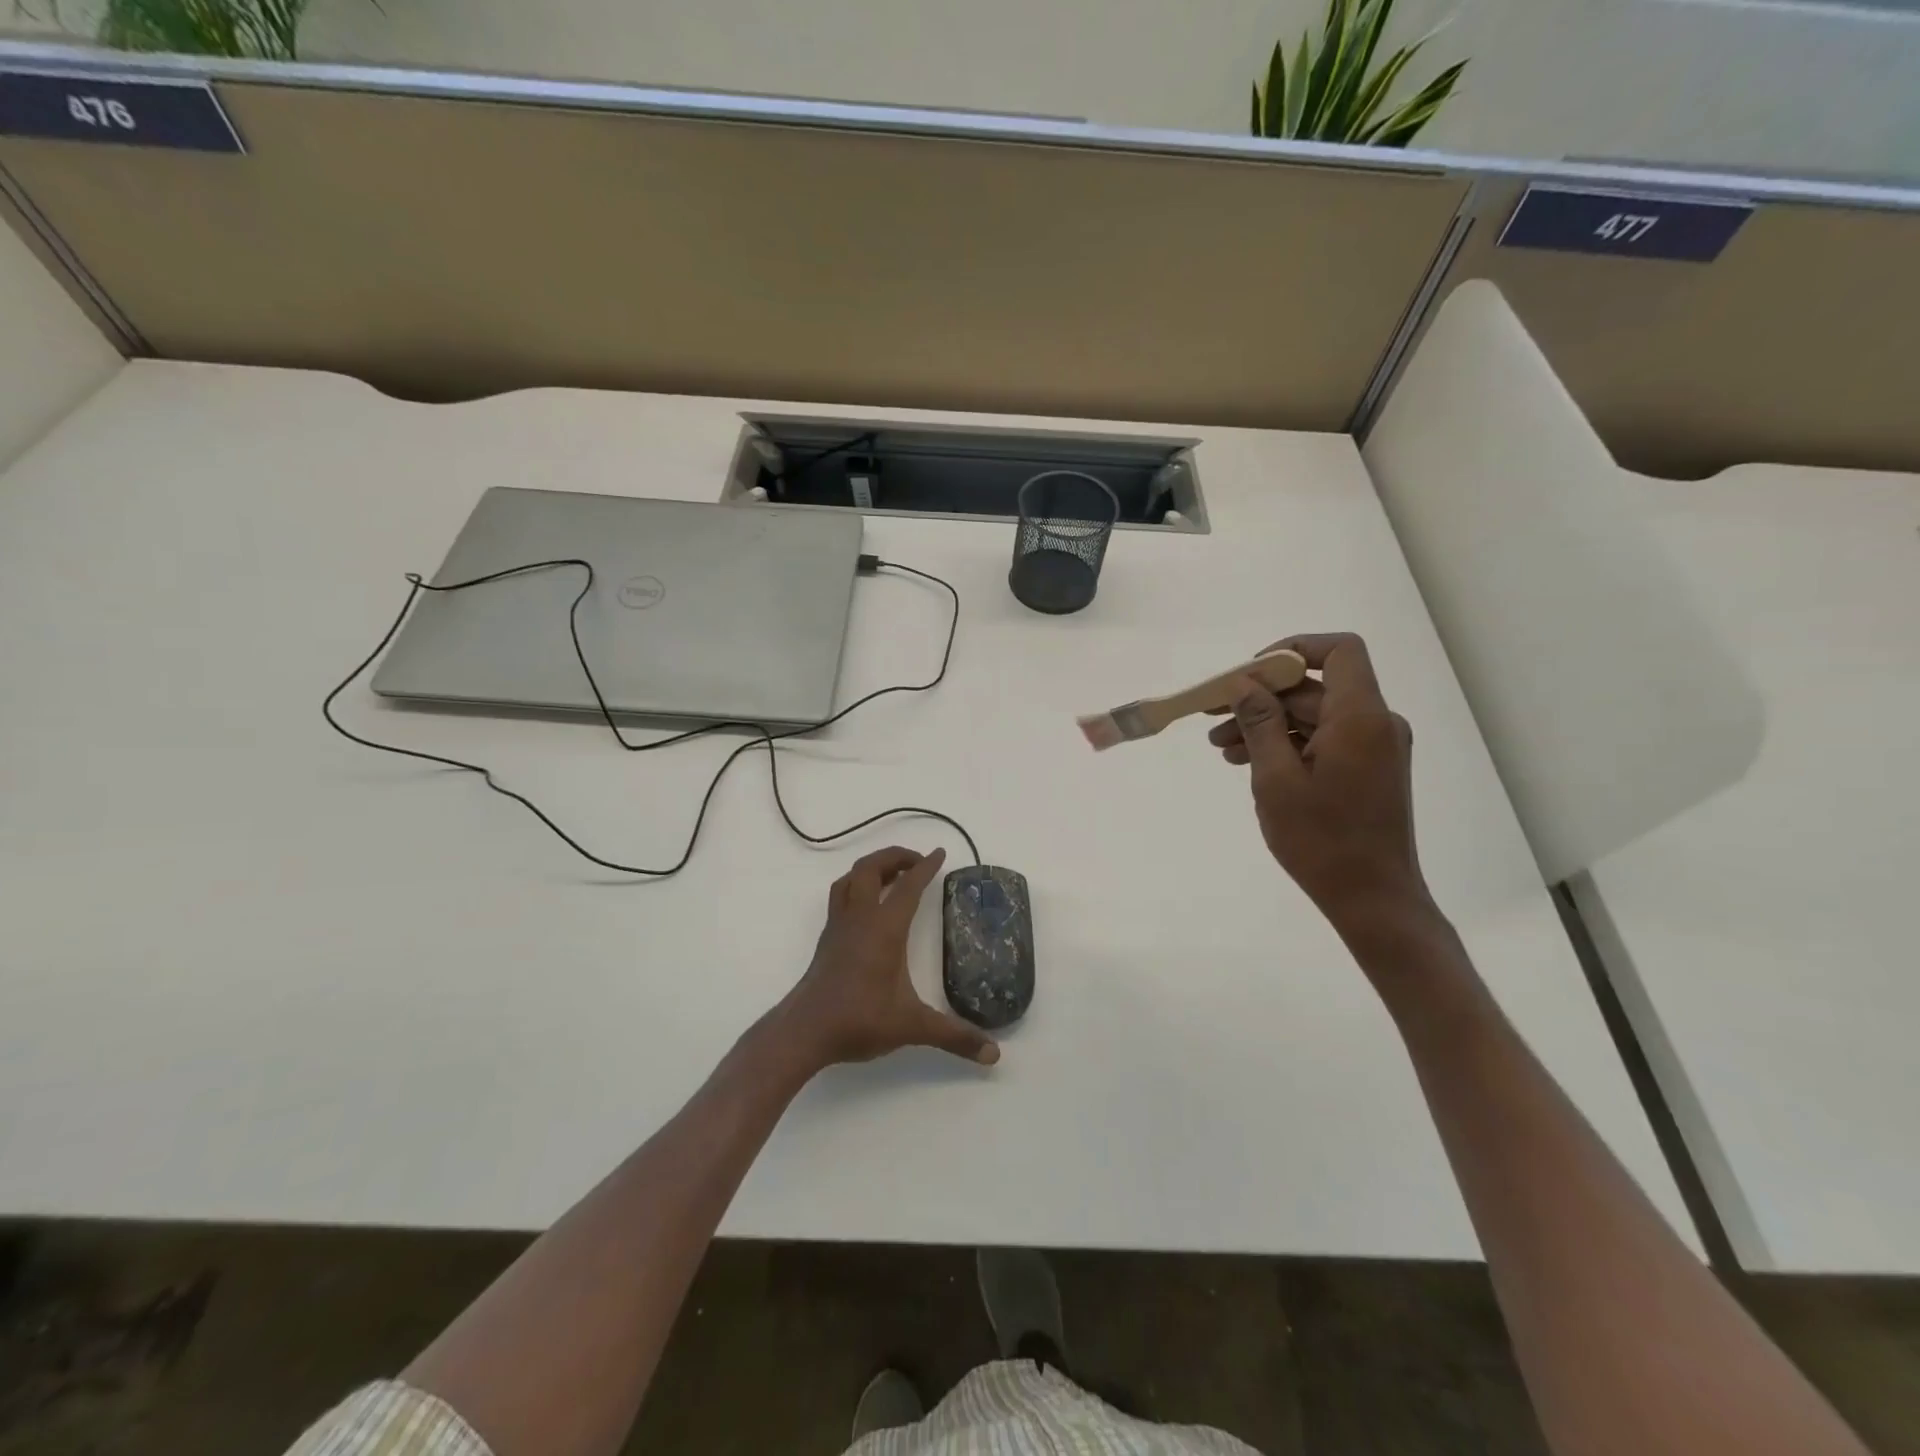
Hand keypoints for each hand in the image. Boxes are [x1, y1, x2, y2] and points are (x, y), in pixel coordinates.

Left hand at [778, 846, 999, 1071]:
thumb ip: (953, 1036)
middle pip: (871, 868)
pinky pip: (840, 897)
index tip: (939, 854)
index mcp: (884, 928)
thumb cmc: (859, 1020)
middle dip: (894, 857)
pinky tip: (867, 907)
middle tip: (917, 863)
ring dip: (871, 868)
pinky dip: (856, 887)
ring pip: (850, 879)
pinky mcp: (827, 940)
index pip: (908, 886)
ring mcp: (839, 927)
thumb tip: (993, 1053)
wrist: (804, 1031)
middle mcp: (860, 918)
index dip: (925, 868)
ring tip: (891, 875)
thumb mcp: (912, 1027)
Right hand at [1207, 633, 1429, 931]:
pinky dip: (1286, 744)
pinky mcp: (1367, 770)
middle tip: (1213, 715)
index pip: (1339, 651)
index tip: (1250, 673)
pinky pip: (1323, 740)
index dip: (1293, 650)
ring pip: (1314, 716)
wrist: (1372, 899)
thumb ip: (1259, 723)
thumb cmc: (1322, 840)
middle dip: (1262, 697)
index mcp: (1360, 718)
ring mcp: (1373, 748)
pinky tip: (1248, 761)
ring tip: (1221, 747)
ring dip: (1267, 724)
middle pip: (1315, 687)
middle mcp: (1375, 723)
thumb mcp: (1276, 779)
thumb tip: (1242, 684)